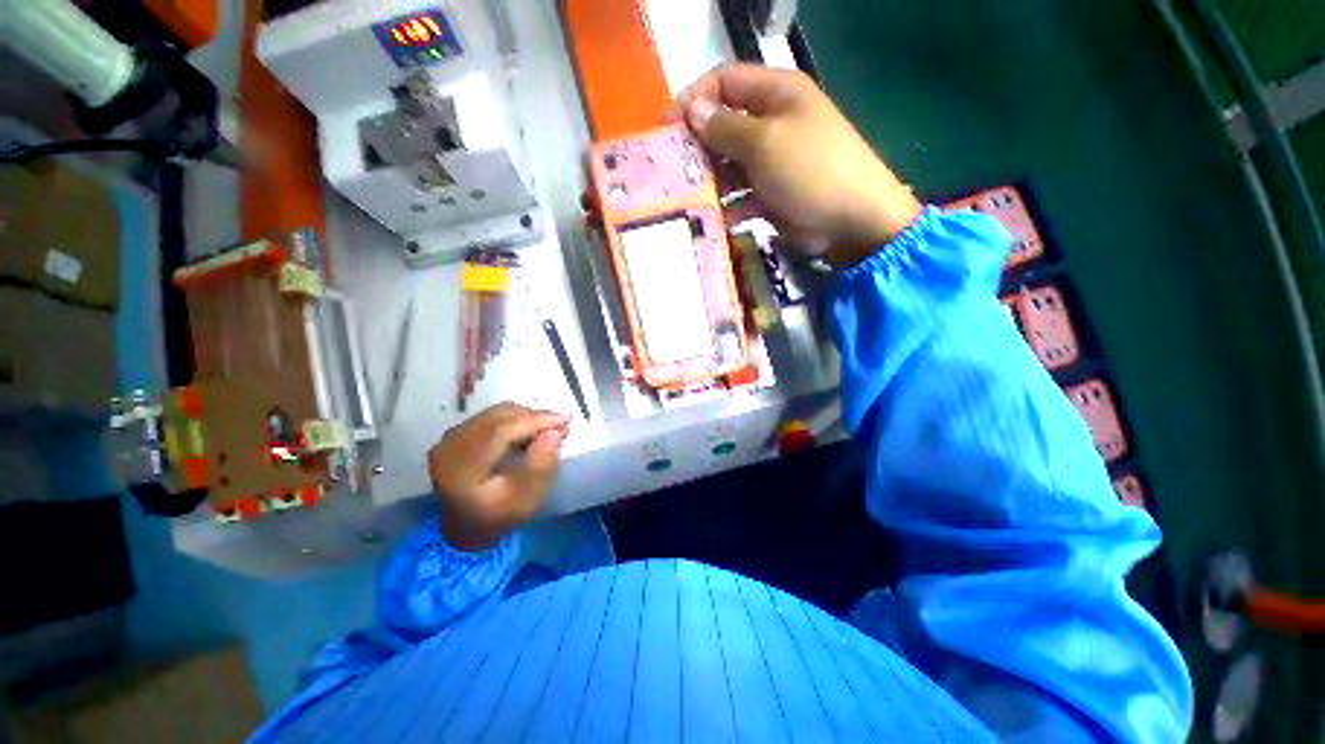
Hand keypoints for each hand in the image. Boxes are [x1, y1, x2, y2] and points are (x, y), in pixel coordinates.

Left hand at [428, 403, 569, 551]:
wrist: (463, 532)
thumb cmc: (496, 519)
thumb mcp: (524, 501)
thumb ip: (540, 466)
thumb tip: (554, 433)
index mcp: (461, 464)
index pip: (502, 429)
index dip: (536, 420)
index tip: (566, 419)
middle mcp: (450, 444)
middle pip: (499, 416)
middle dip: (534, 417)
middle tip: (560, 425)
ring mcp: (450, 438)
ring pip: (495, 414)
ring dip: (525, 418)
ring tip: (546, 430)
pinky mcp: (455, 436)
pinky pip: (489, 418)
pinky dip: (513, 421)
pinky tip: (527, 432)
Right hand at [669, 64, 922, 265]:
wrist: (850, 221)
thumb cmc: (810, 170)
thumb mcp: (765, 142)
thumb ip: (726, 127)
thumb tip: (693, 109)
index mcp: (775, 94)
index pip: (724, 82)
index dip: (694, 100)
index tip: (668, 128)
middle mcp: (771, 123)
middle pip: (723, 125)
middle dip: (698, 146)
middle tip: (674, 171)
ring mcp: (771, 161)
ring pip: (729, 164)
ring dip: (710, 180)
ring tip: (690, 198)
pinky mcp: (770, 193)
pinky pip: (741, 195)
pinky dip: (729, 206)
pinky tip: (719, 219)